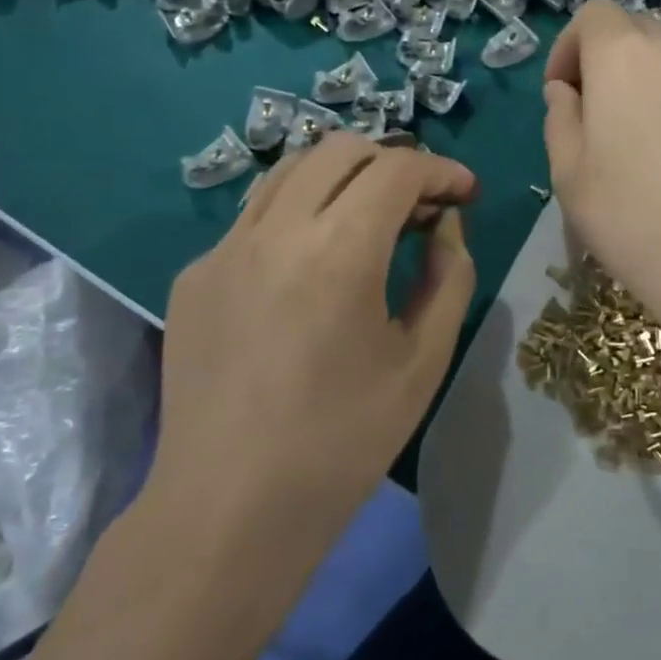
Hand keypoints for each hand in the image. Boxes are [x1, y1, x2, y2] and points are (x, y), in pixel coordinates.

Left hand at [152, 133, 477, 535]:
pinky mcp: (194, 275)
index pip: (397, 170)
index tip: (466, 193)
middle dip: (394, 162)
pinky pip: (256, 217)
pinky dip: (301, 214)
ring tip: (372, 217)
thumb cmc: (343, 442)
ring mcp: (223, 249)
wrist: (228, 509)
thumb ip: (449, 277)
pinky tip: (314, 265)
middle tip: (423, 204)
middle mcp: (274, 231)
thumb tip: (445, 228)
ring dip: (343, 177)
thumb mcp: (424, 360)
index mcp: (338, 253)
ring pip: (291, 172)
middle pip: (340, 150)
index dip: (442, 171)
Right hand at [543, 0, 660, 313]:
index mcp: (623, 55)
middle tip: (591, 116)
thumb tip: (567, 93)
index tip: (561, 94)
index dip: (568, 47)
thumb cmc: (629, 214)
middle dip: (603, 60)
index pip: (593, 15)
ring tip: (631, 142)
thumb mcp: (568, 171)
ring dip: (639, 82)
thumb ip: (560, 118)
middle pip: (632, 30)